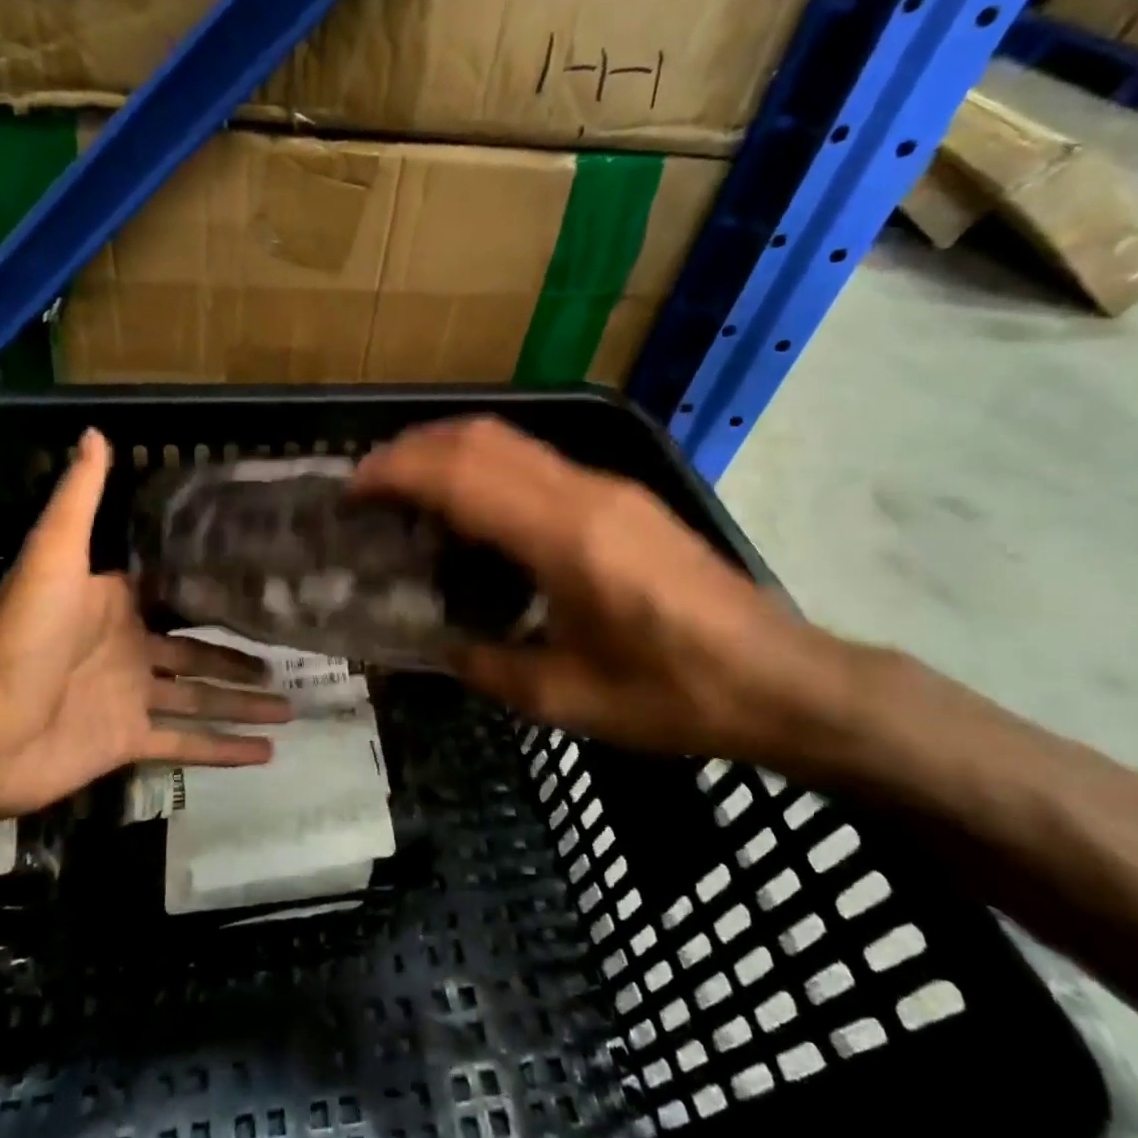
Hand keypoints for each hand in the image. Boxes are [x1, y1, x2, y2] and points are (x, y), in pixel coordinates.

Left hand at [0, 429, 289, 818]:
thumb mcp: (55, 554)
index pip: (175, 593)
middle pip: (198, 651)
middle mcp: (128, 649)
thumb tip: (96, 432)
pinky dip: (224, 749)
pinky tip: (266, 753)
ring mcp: (129, 699)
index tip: (259, 584)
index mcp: (115, 604)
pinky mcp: (127, 743)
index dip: (214, 590)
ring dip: (243, 703)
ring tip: (292, 707)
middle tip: (288, 655)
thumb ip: (81, 498)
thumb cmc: (24, 635)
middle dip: (240, 656)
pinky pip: (186, 744)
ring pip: (201, 699)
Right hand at [354, 418, 844, 761]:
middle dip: (413, 449)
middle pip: (480, 438)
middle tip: (370, 485)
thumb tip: (436, 647)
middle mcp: (583, 493)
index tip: (354, 491)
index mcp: (565, 539)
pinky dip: (485, 464)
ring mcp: (608, 486)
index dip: (397, 472)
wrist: (783, 679)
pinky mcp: (623, 495)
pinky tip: (472, 506)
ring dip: (448, 449)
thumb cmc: (675, 695)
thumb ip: (488, 668)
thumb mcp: (567, 699)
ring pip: (509, 438)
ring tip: (408, 487)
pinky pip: (535, 458)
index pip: (461, 476)